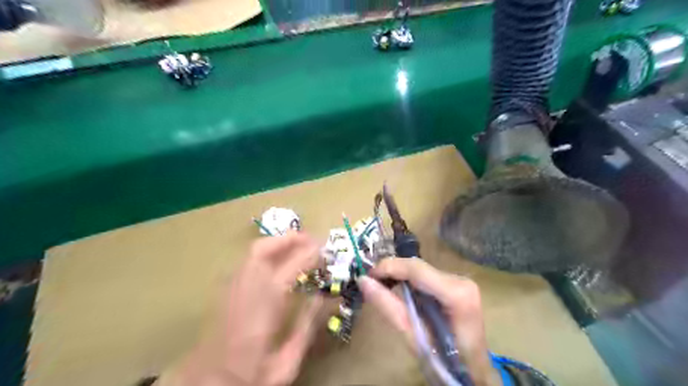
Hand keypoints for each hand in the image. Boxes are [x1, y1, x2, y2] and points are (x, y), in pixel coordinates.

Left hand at [160, 233, 323, 385]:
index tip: (325, 249)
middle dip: (289, 239)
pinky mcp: (226, 291)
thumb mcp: (287, 360)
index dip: (310, 254)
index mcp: (265, 304)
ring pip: (253, 252)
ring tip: (297, 246)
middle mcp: (245, 288)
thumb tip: (322, 297)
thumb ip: (307, 325)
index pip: (291, 266)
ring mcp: (232, 287)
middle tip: (311, 239)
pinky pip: (248, 261)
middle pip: (264, 249)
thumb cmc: (252, 375)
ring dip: (277, 244)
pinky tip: (277, 263)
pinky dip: (266, 254)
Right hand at [360, 258, 500, 385]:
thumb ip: (388, 306)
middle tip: (370, 281)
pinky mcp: (455, 283)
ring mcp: (460, 280)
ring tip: (380, 285)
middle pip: (418, 266)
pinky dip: (408, 280)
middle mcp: (461, 280)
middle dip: (391, 270)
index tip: (367, 275)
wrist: (472, 371)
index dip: (389, 267)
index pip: (416, 269)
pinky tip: (398, 289)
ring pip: (420, 269)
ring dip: (398, 274)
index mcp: (456, 294)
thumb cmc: (444, 360)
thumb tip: (363, 281)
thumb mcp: (412, 336)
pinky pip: (425, 275)